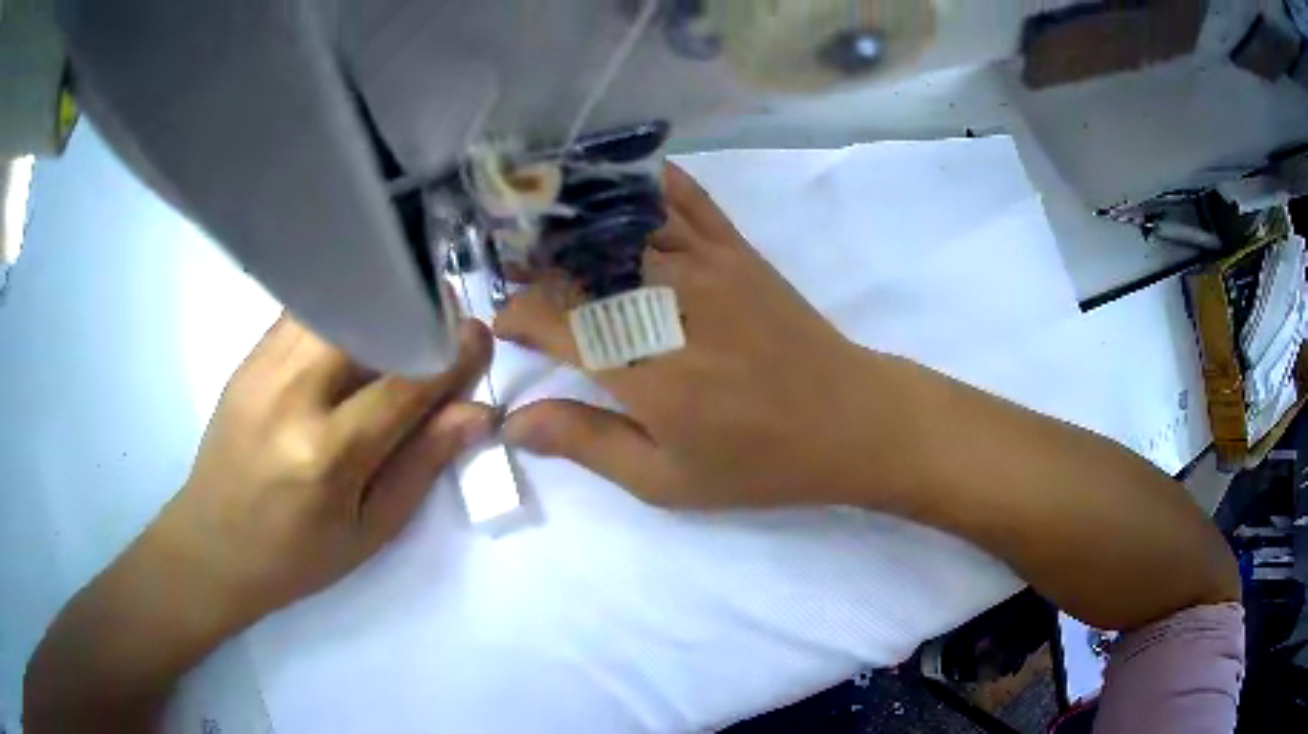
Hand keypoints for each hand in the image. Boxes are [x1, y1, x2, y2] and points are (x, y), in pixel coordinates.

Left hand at [151, 314, 493, 632]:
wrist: (212, 546)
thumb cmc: (296, 558)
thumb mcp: (370, 531)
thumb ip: (422, 465)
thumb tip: (475, 413)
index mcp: (327, 454)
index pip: (405, 382)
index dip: (453, 354)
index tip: (481, 339)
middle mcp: (292, 395)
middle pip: (367, 319)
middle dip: (416, 311)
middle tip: (442, 325)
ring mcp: (262, 367)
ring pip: (333, 304)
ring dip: (378, 305)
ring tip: (403, 323)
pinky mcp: (247, 357)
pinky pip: (304, 314)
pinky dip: (341, 312)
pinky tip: (355, 333)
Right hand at [496, 164, 900, 508]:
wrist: (849, 421)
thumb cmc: (758, 462)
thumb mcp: (667, 479)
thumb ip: (586, 444)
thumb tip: (514, 422)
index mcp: (641, 369)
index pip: (553, 319)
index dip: (518, 316)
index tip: (505, 323)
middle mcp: (664, 302)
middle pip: (578, 262)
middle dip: (534, 261)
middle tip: (513, 267)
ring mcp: (705, 264)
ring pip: (620, 223)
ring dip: (572, 218)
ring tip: (541, 220)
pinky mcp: (736, 249)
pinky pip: (685, 198)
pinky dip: (644, 181)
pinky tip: (616, 178)